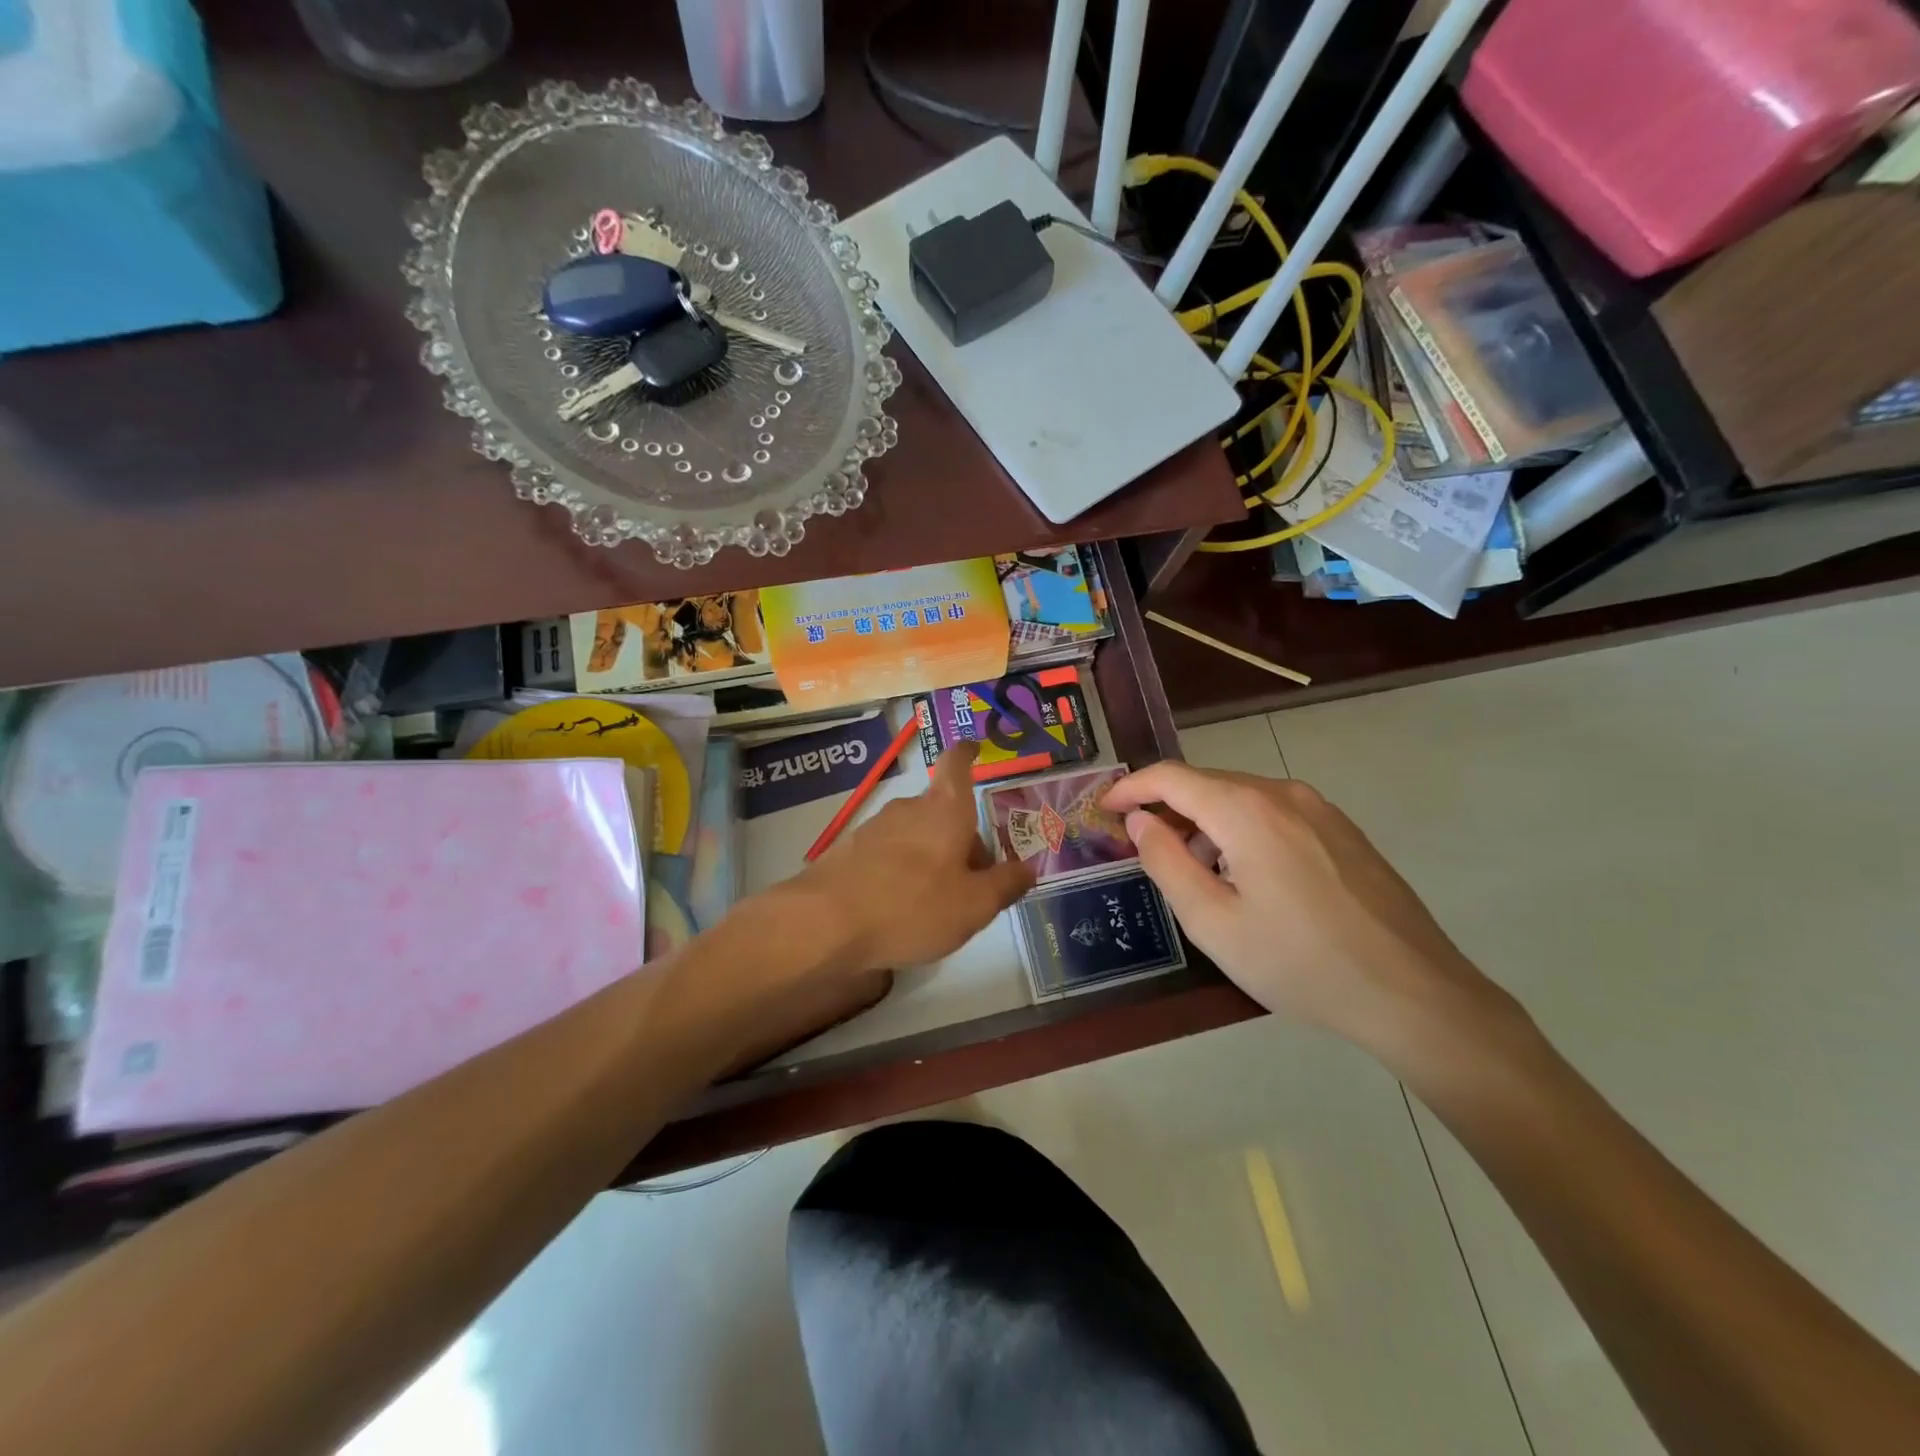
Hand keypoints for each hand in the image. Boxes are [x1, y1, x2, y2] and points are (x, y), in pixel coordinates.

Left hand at [793, 742, 1034, 973]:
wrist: (826, 923)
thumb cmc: (913, 906)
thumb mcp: (973, 906)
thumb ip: (1005, 885)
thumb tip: (1028, 868)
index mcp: (945, 810)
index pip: (957, 764)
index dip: (967, 754)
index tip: (974, 749)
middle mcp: (909, 808)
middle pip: (943, 811)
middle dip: (962, 837)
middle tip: (976, 880)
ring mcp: (874, 827)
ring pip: (916, 833)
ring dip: (932, 856)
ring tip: (938, 902)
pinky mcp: (848, 851)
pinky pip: (889, 853)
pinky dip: (903, 870)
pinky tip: (901, 909)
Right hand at [1105, 764, 1511, 1058]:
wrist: (1413, 993)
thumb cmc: (1299, 962)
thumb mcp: (1213, 922)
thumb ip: (1166, 862)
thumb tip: (1140, 820)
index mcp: (1245, 810)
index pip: (1171, 777)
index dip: (1131, 788)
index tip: (1105, 810)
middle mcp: (1282, 793)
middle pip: (1207, 783)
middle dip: (1166, 807)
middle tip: (1142, 846)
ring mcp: (1320, 809)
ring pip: (1241, 798)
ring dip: (1204, 821)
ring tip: (1193, 870)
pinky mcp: (1343, 830)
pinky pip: (1274, 813)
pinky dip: (1241, 829)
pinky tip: (1245, 876)